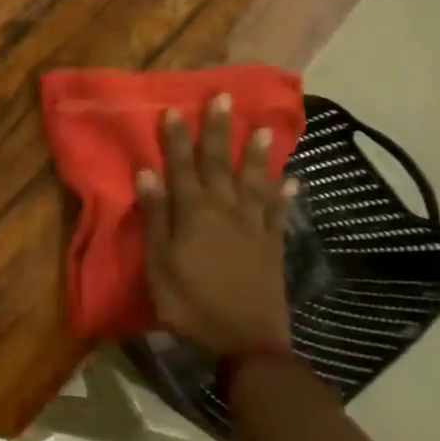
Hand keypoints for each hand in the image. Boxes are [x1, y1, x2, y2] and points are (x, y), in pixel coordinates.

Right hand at [139, 95, 296, 357]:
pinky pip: (279, 213)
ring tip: (262, 128)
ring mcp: (253, 227)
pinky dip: (285, 195)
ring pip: (254, 181)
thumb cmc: (191, 304)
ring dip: (257, 154)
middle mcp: (225, 211)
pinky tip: (292, 179)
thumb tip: (148, 173)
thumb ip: (156, 217)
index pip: (182, 167)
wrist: (247, 343)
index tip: (174, 109)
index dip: (177, 138)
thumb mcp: (159, 264)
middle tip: (223, 97)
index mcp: (193, 214)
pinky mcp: (273, 246)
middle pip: (219, 164)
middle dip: (218, 130)